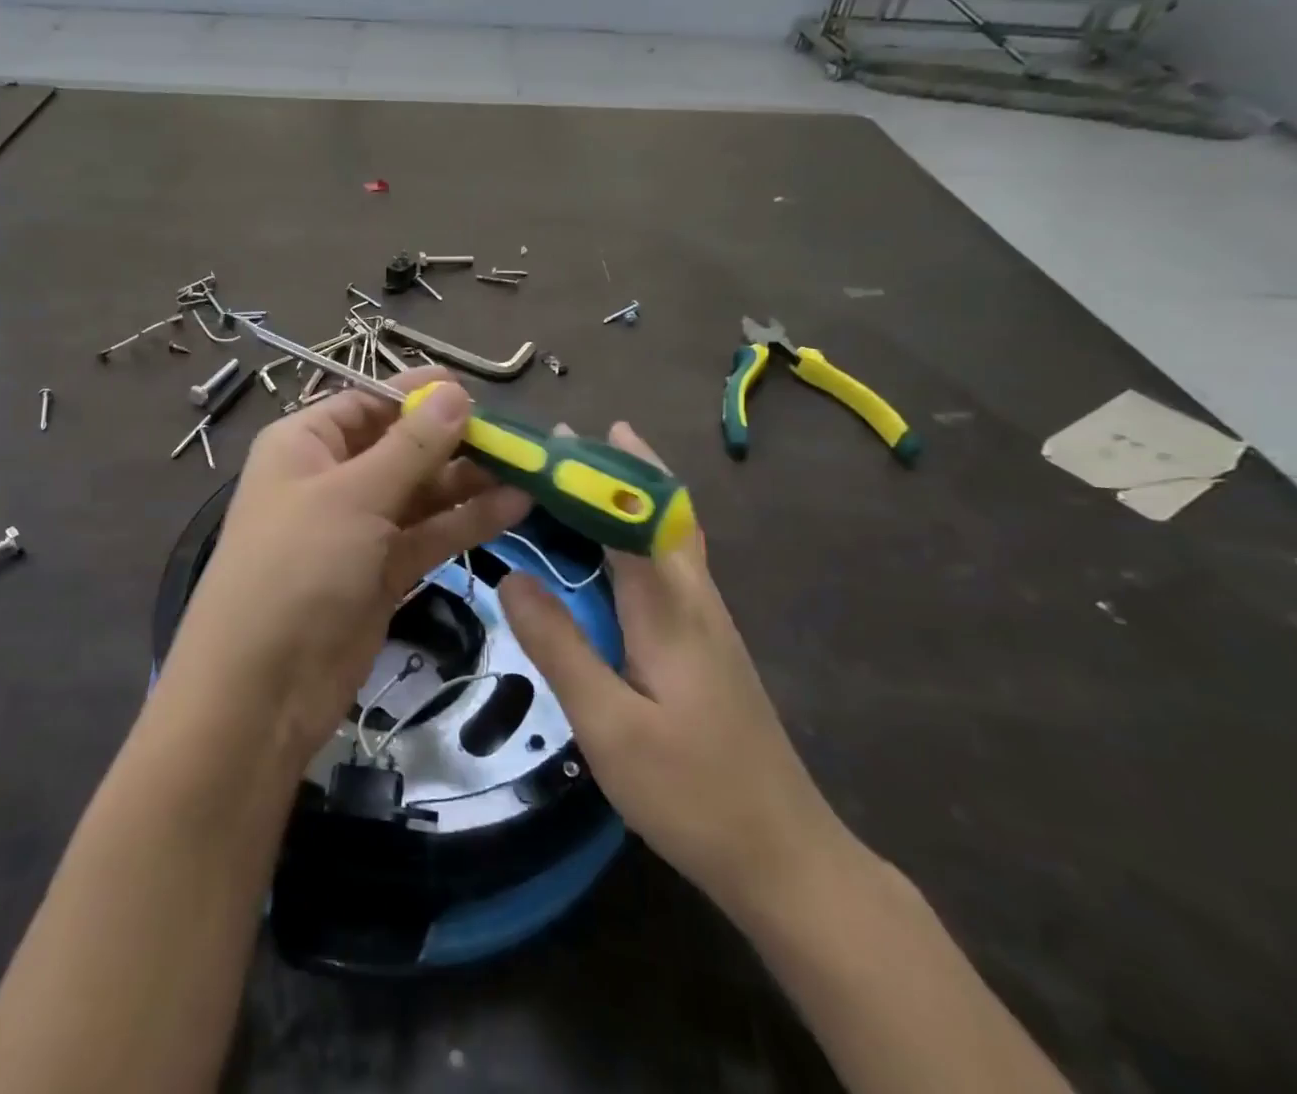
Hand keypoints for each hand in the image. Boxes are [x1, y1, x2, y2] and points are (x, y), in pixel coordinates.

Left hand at [161, 369, 530, 765]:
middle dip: (456, 441)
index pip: (369, 403)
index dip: (419, 395)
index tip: (477, 392)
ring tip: (530, 471)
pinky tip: (515, 507)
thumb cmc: (297, 569)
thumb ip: (412, 446)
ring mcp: (359, 528)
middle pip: (402, 447)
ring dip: (470, 482)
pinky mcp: (382, 572)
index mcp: (306, 444)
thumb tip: (455, 392)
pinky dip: (467, 521)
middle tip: (518, 440)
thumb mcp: (354, 496)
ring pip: (422, 492)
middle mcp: (332, 479)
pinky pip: (429, 534)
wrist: (262, 691)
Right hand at [499, 422, 845, 915]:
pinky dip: (639, 533)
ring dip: (631, 494)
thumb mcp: (608, 726)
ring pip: (670, 535)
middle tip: (566, 442)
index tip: (554, 439)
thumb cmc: (692, 792)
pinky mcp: (707, 644)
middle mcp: (694, 599)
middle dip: (618, 467)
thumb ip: (559, 646)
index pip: (628, 515)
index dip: (591, 472)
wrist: (786, 858)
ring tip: (586, 474)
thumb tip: (510, 576)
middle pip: (661, 510)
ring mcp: (708, 621)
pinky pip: (670, 565)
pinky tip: (614, 550)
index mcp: (670, 608)